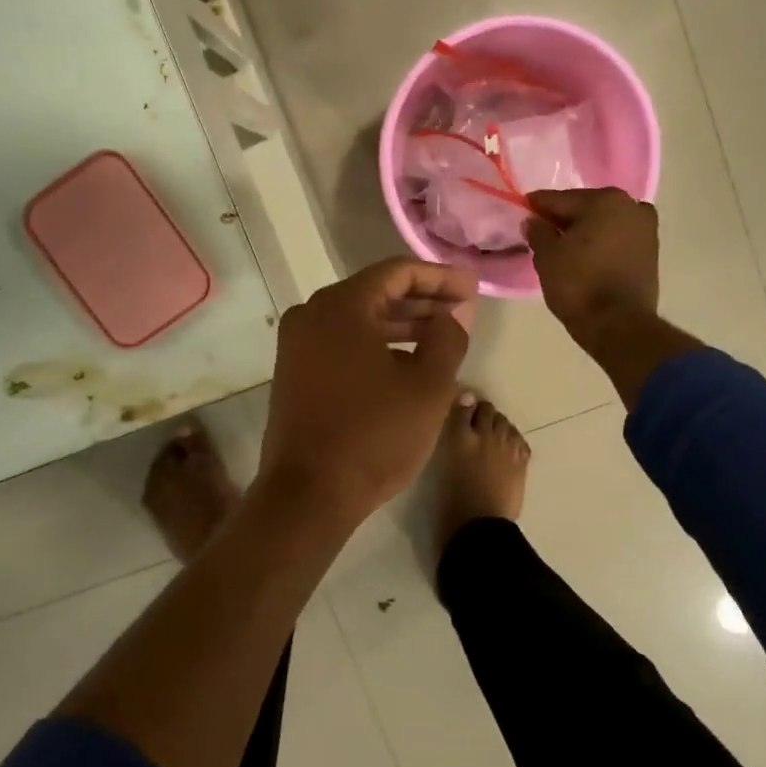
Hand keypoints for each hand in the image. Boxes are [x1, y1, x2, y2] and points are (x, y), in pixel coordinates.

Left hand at [259, 258, 476, 523]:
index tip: (471, 288)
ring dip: (402, 324)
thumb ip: (448, 338)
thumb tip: (450, 316)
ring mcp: (297, 345)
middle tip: (463, 310)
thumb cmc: (374, 435)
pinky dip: (377, 344)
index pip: (398, 272)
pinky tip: (407, 360)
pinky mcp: (294, 372)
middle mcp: (311, 314)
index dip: (440, 277)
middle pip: (376, 292)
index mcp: (341, 306)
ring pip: (359, 319)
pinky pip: (342, 342)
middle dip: (423, 300)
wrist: (309, 494)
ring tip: (442, 335)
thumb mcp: (429, 386)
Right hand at [524, 188, 659, 344]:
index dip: (538, 206)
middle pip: (586, 208)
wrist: (618, 324)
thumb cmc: (578, 284)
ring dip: (586, 231)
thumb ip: (538, 232)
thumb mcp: (547, 256)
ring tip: (564, 248)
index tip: (523, 210)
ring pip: (605, 224)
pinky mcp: (651, 253)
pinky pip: (617, 240)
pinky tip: (586, 257)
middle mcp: (630, 206)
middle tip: (542, 232)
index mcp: (604, 200)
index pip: (560, 199)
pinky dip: (602, 244)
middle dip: (564, 219)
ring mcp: (646, 229)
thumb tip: (533, 221)